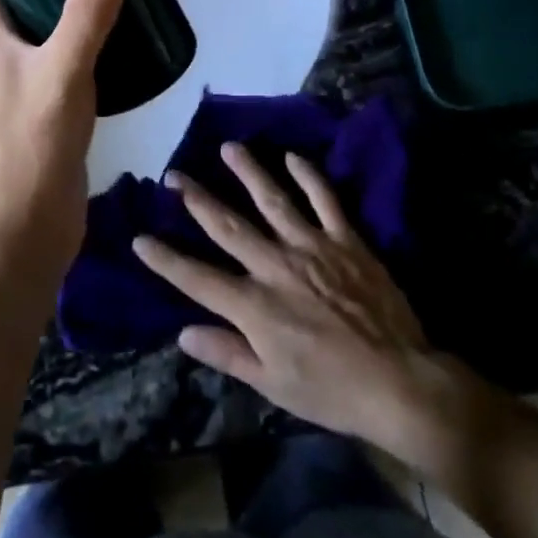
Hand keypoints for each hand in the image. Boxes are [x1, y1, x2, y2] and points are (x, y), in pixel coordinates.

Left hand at [0, 0, 126, 290]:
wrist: (28, 228)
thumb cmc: (34, 145)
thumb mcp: (62, 72)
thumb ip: (85, 17)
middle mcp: (2, 54)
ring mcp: (24, 82)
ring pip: (48, 28)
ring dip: (77, 8)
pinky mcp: (48, 106)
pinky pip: (67, 58)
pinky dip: (89, 42)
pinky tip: (122, 43)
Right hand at [135, 144, 496, 473]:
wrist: (398, 382)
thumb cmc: (331, 391)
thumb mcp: (273, 385)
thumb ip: (228, 353)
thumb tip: (183, 333)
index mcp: (254, 306)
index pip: (197, 278)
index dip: (165, 259)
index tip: (139, 238)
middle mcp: (275, 266)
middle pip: (227, 226)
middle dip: (197, 199)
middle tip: (174, 174)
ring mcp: (311, 247)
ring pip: (272, 200)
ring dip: (247, 172)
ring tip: (228, 147)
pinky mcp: (345, 239)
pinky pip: (324, 200)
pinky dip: (308, 176)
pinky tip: (292, 156)